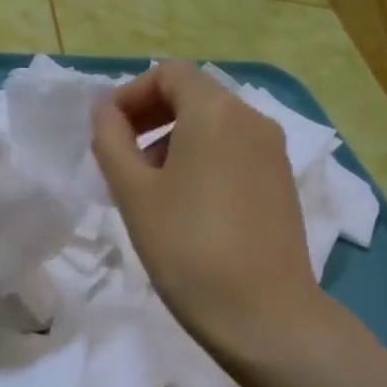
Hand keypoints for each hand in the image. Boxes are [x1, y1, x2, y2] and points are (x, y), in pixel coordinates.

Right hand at [91, 60, 327, 369]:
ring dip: (173, 141)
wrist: (263, 313)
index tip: (107, 133)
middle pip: (194, 95)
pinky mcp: (281, 183)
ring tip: (148, 189)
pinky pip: (234, 152)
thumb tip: (105, 110)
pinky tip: (185, 206)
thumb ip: (111, 141)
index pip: (169, 73)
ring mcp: (273, 152)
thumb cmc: (187, 247)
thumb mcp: (134, 193)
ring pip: (214, 125)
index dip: (131, 94)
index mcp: (216, 112)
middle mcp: (252, 120)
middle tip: (121, 159)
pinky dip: (202, 160)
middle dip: (150, 117)